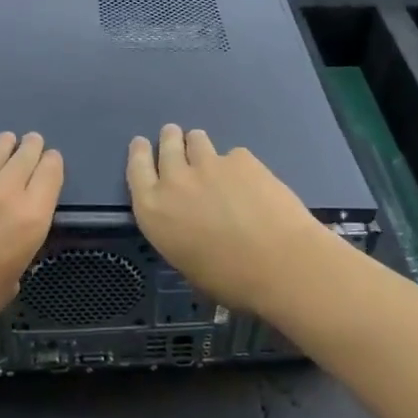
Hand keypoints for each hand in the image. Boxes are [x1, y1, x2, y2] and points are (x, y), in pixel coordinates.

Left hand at [0, 132, 62, 362]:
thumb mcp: (11, 281)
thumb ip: (19, 248)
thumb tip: (12, 235)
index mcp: (31, 220)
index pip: (51, 175)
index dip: (53, 164)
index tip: (51, 160)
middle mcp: (7, 193)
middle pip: (26, 156)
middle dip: (32, 147)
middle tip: (33, 142)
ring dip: (6, 144)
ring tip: (8, 140)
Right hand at [126, 124, 335, 314]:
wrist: (280, 263)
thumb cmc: (230, 280)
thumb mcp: (187, 263)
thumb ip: (179, 233)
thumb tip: (190, 225)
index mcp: (154, 211)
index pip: (136, 169)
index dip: (139, 153)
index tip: (142, 143)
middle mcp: (175, 180)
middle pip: (167, 145)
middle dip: (170, 139)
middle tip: (175, 137)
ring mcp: (209, 165)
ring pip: (197, 140)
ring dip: (198, 144)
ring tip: (210, 156)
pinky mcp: (241, 159)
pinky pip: (233, 155)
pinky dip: (236, 165)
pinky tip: (251, 182)